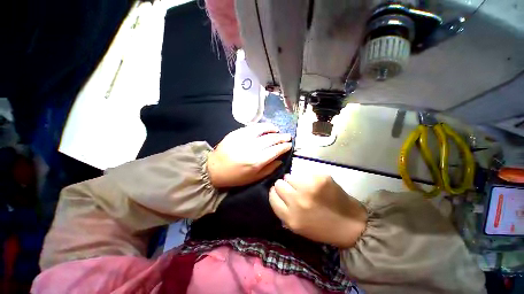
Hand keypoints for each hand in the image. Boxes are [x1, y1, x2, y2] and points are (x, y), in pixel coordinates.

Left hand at [207, 123, 291, 187]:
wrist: (214, 169)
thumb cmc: (235, 177)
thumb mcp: (254, 178)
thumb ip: (269, 169)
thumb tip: (280, 160)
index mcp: (256, 161)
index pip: (275, 150)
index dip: (284, 146)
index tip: (289, 144)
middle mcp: (252, 148)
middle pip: (271, 139)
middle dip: (281, 137)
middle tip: (288, 136)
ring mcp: (243, 138)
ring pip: (262, 130)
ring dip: (272, 129)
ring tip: (277, 130)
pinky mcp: (236, 133)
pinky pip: (252, 127)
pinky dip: (261, 126)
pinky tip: (265, 128)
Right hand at [269, 174, 366, 247]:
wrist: (351, 225)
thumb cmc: (322, 228)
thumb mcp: (297, 226)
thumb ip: (284, 210)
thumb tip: (276, 192)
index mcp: (290, 217)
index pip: (272, 196)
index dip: (275, 193)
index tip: (279, 191)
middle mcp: (297, 201)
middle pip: (279, 184)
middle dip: (283, 185)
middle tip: (293, 189)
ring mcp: (309, 188)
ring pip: (290, 176)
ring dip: (294, 180)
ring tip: (304, 187)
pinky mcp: (320, 178)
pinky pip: (304, 173)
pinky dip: (307, 178)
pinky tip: (315, 185)